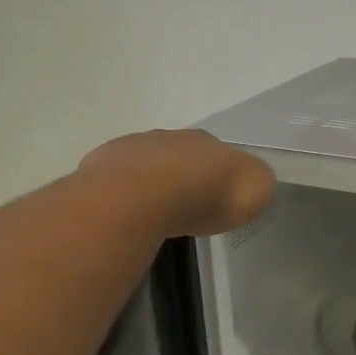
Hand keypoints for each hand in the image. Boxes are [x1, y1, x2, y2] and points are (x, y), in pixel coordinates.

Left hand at [78, 129, 275, 237]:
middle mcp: (168, 137)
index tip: (219, 201)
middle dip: (184, 179)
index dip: (220, 177)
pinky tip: (127, 216)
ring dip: (151, 186)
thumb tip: (251, 182)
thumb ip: (256, 183)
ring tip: (154, 216)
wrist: (140, 198)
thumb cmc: (204, 195)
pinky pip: (117, 183)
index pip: (218, 155)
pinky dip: (124, 197)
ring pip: (146, 166)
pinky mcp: (100, 168)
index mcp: (207, 140)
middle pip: (180, 157)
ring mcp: (131, 149)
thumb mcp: (254, 190)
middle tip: (186, 210)